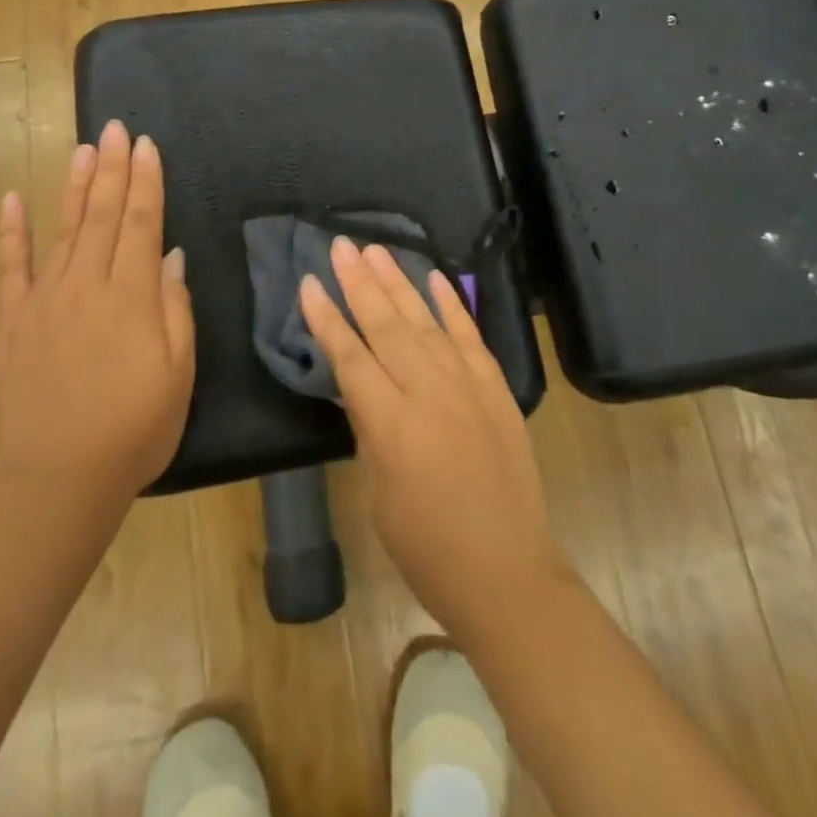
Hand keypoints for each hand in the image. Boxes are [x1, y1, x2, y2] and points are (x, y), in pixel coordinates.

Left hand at [0, 120, 195, 501]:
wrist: (59, 481)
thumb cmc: (135, 429)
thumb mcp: (179, 373)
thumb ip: (174, 309)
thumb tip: (170, 258)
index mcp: (131, 296)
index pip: (142, 223)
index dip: (146, 182)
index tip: (147, 145)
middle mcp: (86, 286)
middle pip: (103, 216)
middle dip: (113, 169)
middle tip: (117, 128)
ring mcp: (44, 302)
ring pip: (63, 231)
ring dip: (75, 187)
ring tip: (84, 149)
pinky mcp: (14, 324)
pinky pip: (11, 270)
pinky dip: (11, 234)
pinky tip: (13, 201)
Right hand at [300, 239, 570, 639]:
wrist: (507, 571)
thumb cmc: (427, 547)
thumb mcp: (379, 493)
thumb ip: (369, 428)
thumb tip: (359, 384)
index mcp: (391, 425)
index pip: (350, 357)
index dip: (327, 318)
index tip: (310, 282)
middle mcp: (429, 392)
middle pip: (386, 325)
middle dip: (359, 282)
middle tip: (341, 245)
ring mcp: (467, 385)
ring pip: (425, 321)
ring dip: (399, 282)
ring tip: (376, 249)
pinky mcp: (496, 388)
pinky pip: (470, 335)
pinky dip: (452, 304)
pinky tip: (435, 277)